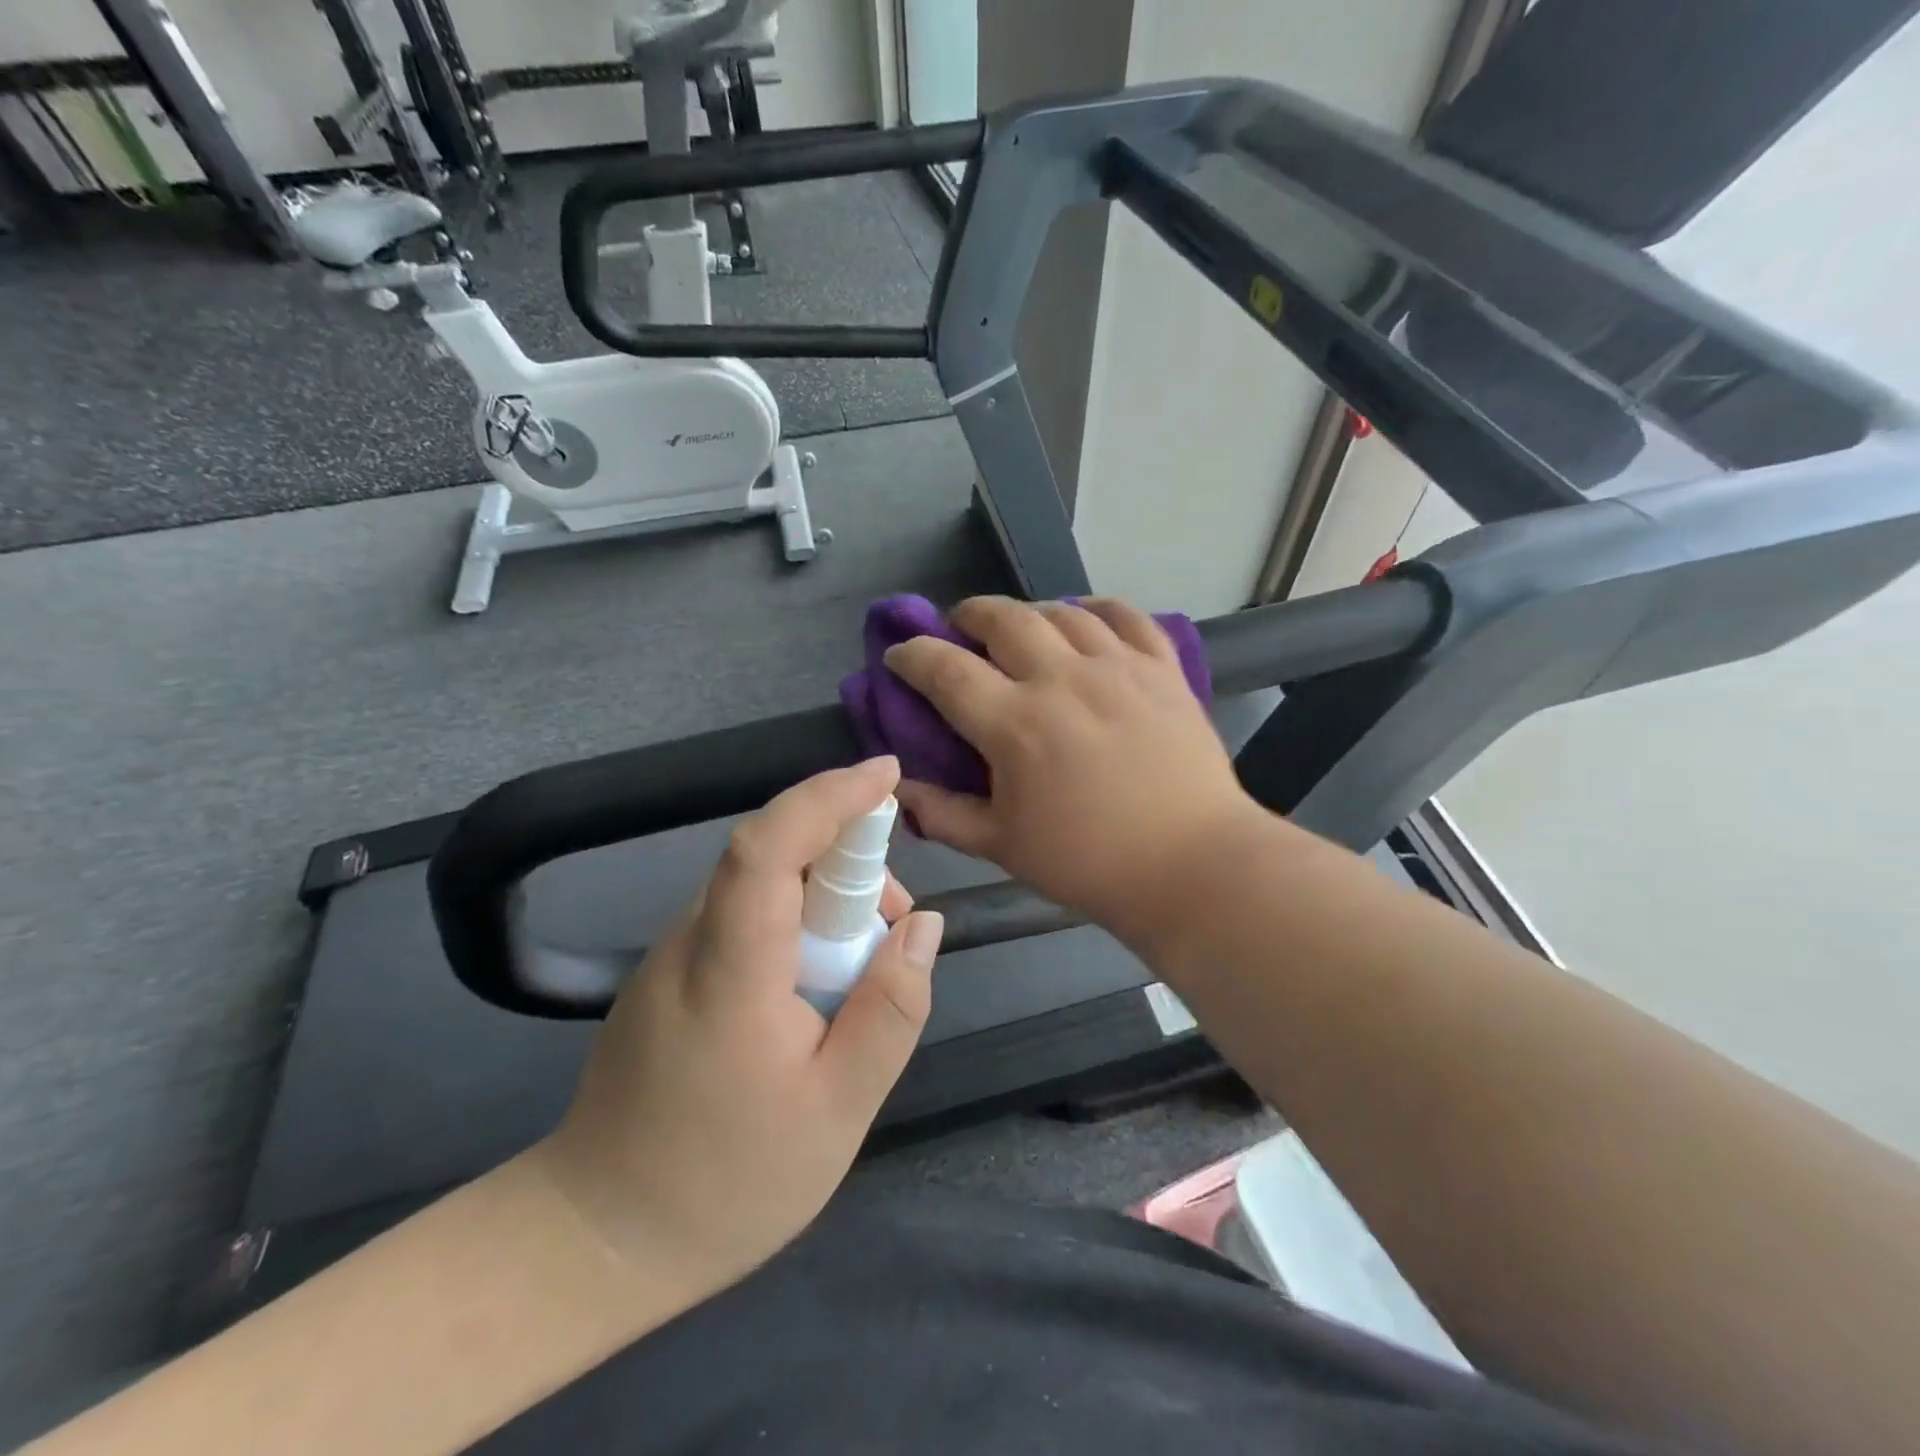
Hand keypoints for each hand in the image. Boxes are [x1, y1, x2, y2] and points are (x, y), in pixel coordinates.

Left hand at [532, 756, 943, 1297]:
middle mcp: (691, 940)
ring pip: (762, 886)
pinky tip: (817, 989)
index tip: (887, 776)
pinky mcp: (670, 973)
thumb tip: (924, 925)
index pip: (769, 846)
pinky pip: (745, 918)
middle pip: (772, 856)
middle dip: (848, 861)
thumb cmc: (728, 1183)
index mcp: (730, 970)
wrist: (600, 1239)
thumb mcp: (839, 1109)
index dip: (828, 797)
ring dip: (826, 898)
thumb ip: (891, 1009)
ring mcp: (672, 955)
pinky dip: (796, 924)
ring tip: (864, 970)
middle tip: (896, 926)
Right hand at [885, 596, 1263, 937]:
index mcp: (1015, 723)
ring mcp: (1117, 667)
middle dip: (968, 614)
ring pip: (1062, 611)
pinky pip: (1125, 616)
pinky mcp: (1161, 669)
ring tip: (1021, 628)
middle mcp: (1062, 678)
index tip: (899, 655)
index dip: (913, 655)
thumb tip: (899, 788)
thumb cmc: (1088, 862)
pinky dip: (1097, 609)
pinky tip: (1086, 619)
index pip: (945, 669)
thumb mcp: (1002, 845)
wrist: (1190, 865)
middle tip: (959, 628)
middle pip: (1002, 618)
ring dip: (1028, 611)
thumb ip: (943, 813)